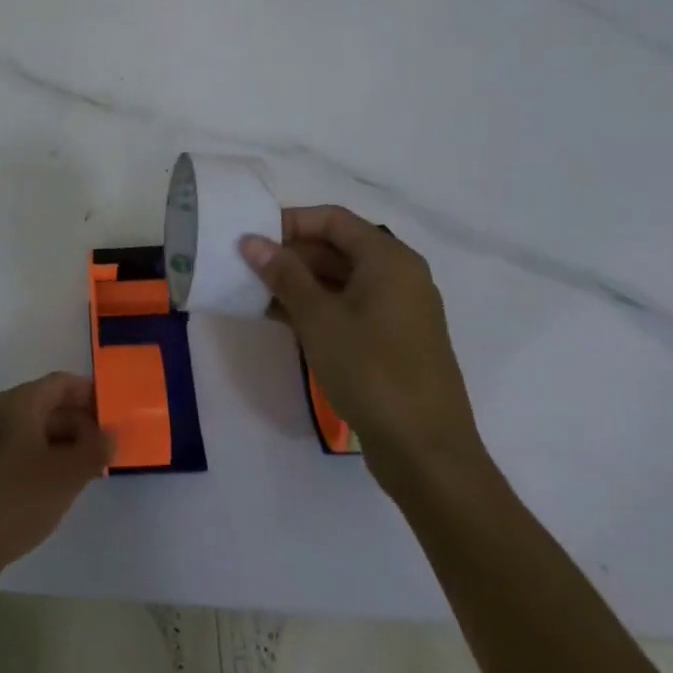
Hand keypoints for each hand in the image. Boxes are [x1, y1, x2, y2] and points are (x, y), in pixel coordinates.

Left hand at [0, 373, 111, 587]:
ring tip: (97, 467)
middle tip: (113, 445)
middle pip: (50, 406)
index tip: (119, 410)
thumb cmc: (16, 499)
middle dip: (83, 422)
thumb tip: (111, 432)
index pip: (62, 383)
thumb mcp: (65, 475)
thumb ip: (94, 450)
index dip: (91, 393)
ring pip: (39, 432)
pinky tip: (66, 485)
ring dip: (68, 444)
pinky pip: (27, 452)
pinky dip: (50, 461)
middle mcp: (3, 415)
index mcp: (19, 403)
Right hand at [241, 207, 486, 496]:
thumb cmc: (371, 371)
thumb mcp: (318, 318)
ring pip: (340, 279)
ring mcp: (398, 310)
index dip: (290, 222)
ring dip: (298, 282)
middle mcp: (399, 276)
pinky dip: (315, 307)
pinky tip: (279, 318)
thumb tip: (251, 240)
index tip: (252, 237)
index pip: (333, 219)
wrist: (426, 452)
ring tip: (254, 291)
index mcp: (389, 259)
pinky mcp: (392, 340)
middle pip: (337, 247)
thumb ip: (283, 274)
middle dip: (290, 254)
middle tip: (247, 266)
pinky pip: (348, 307)